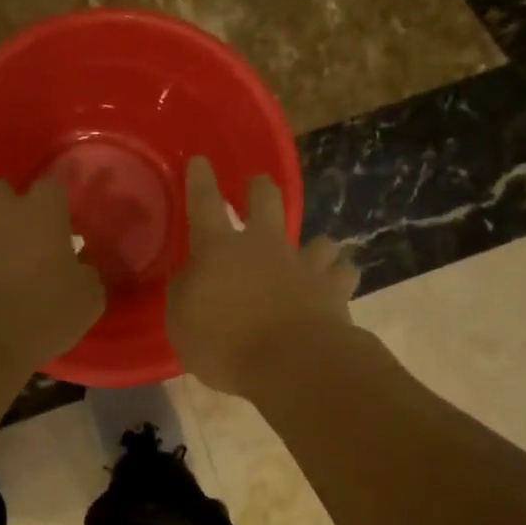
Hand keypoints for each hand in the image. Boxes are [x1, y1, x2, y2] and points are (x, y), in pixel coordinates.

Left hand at [0, 177, 105, 368]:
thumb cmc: (43, 314)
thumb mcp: (87, 300)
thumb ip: (85, 274)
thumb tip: (80, 267)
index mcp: (41, 212)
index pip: (52, 188)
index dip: (54, 207)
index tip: (59, 229)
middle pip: (0, 189)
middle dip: (5, 208)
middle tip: (15, 239)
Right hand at [168, 156, 358, 394]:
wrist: (290, 363)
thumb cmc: (224, 344)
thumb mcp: (182, 323)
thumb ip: (185, 293)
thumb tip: (193, 276)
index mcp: (219, 249)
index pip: (204, 203)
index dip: (200, 180)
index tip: (201, 161)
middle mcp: (263, 245)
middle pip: (267, 200)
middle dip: (260, 187)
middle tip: (258, 185)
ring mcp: (303, 263)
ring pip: (319, 238)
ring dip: (315, 245)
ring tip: (314, 254)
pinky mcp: (334, 287)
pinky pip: (344, 272)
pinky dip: (340, 276)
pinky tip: (337, 283)